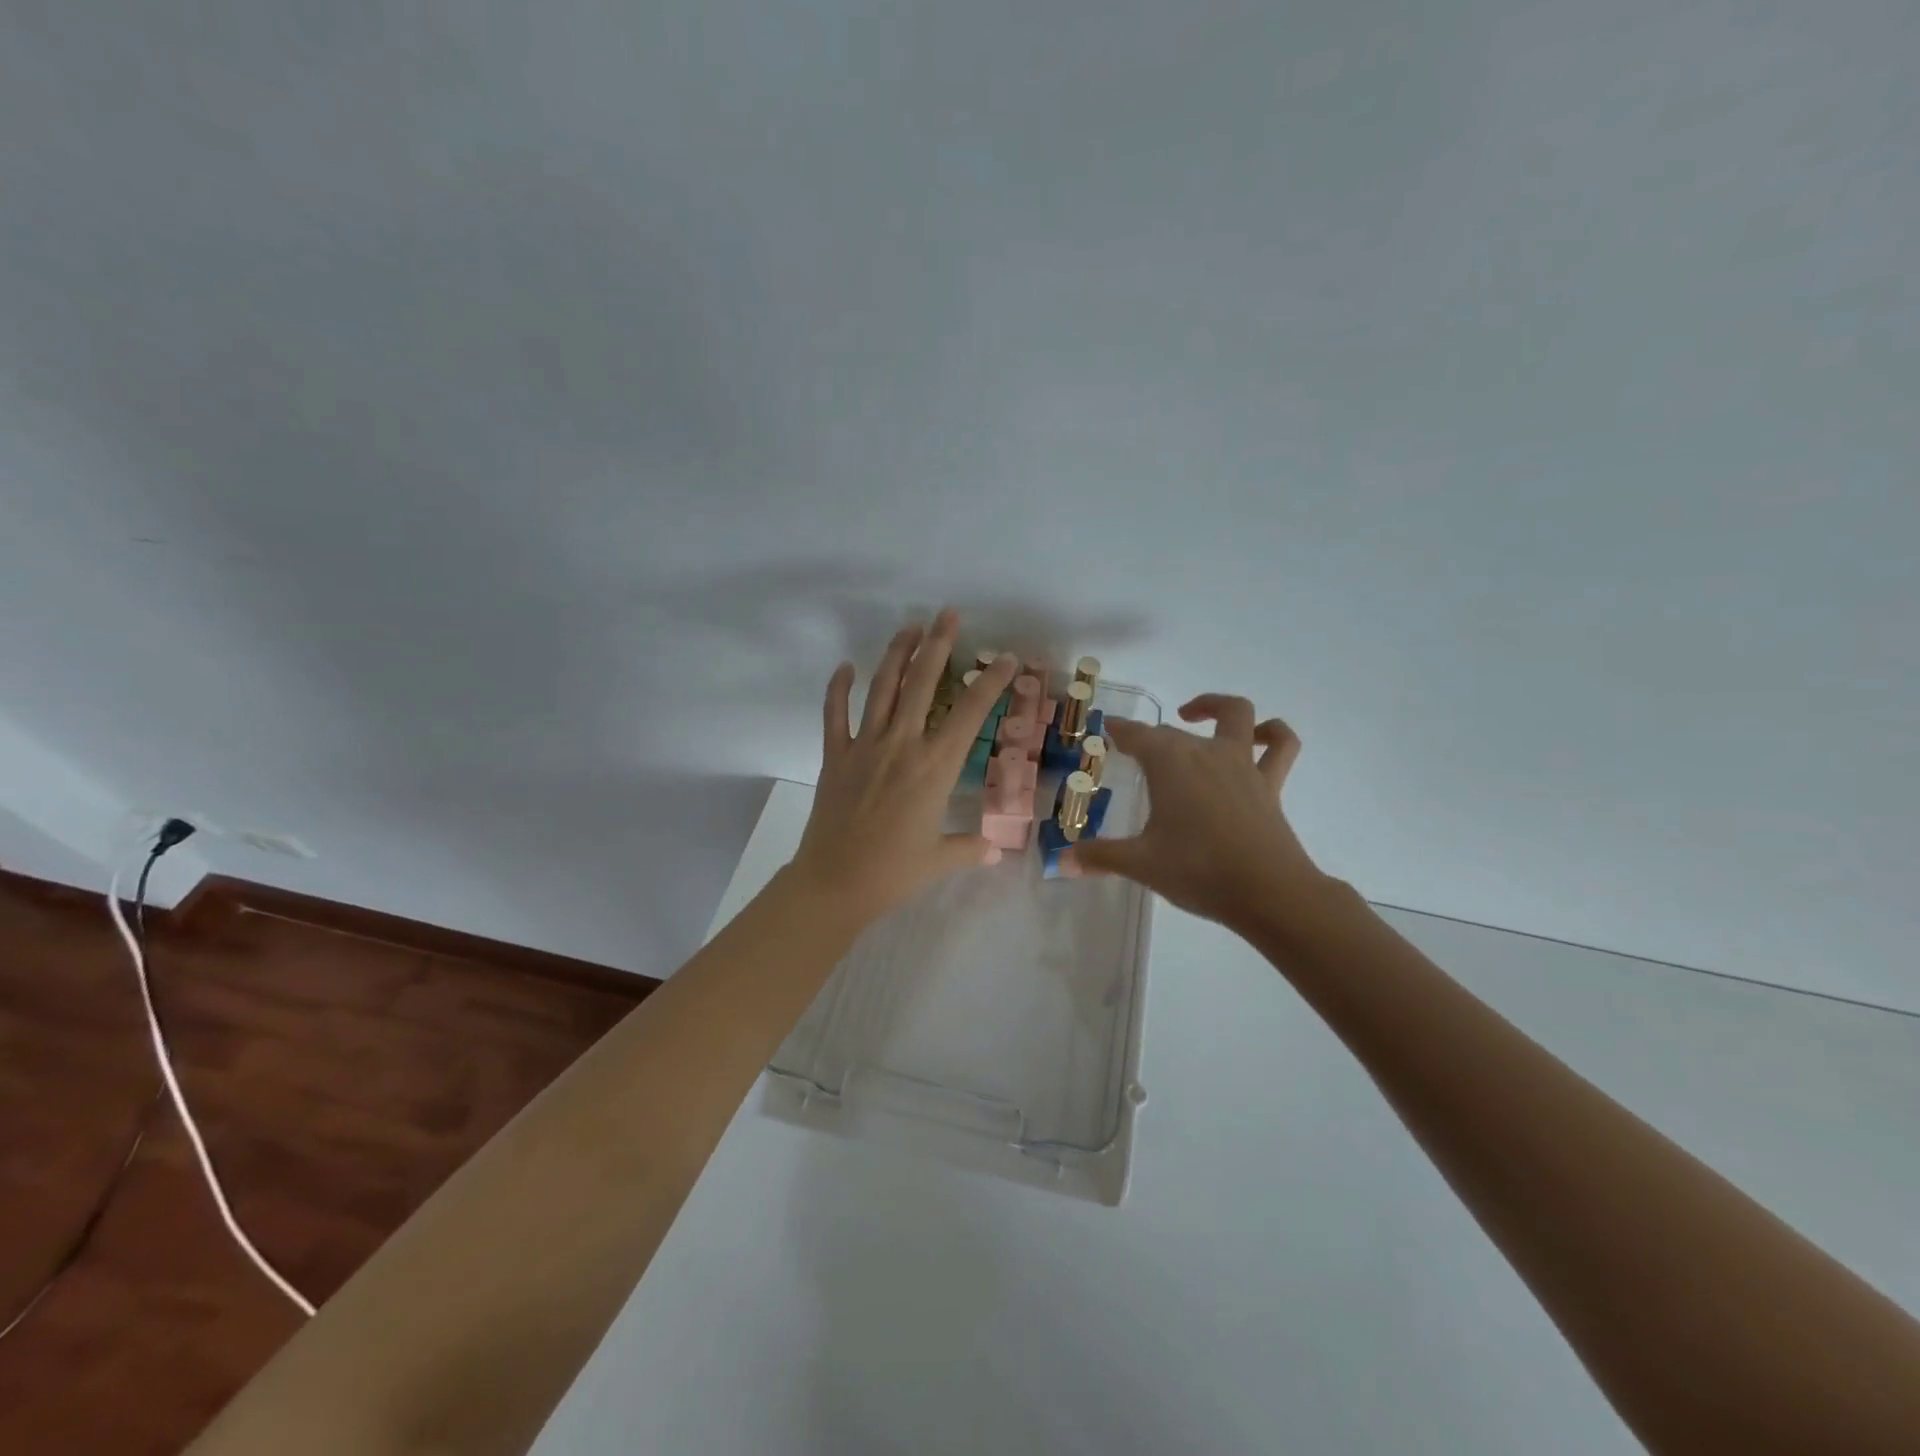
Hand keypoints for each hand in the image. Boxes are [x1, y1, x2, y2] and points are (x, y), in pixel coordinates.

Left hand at [787, 610, 1019, 929]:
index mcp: (935, 767)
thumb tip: (993, 849)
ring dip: (897, 654)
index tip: (1004, 657)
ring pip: (882, 689)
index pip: (969, 714)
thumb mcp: (940, 859)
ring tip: (910, 628)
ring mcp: (865, 747)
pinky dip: (839, 688)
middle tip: (948, 615)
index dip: (989, 682)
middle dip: (938, 645)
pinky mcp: (836, 756)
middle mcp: (902, 745)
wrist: (835, 883)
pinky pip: (835, 714)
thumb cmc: (894, 872)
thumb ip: (969, 847)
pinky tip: (845, 667)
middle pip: (922, 684)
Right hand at [1065, 694, 1329, 930]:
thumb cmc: (1197, 871)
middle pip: (1173, 732)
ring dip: (1214, 707)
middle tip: (1134, 752)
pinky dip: (1272, 733)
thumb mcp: (1140, 864)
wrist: (1267, 892)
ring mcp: (1242, 764)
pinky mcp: (1270, 783)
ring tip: (1193, 714)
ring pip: (1235, 715)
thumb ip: (1100, 857)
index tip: (1108, 728)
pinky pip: (1280, 746)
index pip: (1137, 735)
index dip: (1120, 730)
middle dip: (1151, 738)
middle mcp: (1204, 752)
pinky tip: (1258, 736)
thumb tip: (1061, 862)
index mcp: (1169, 764)